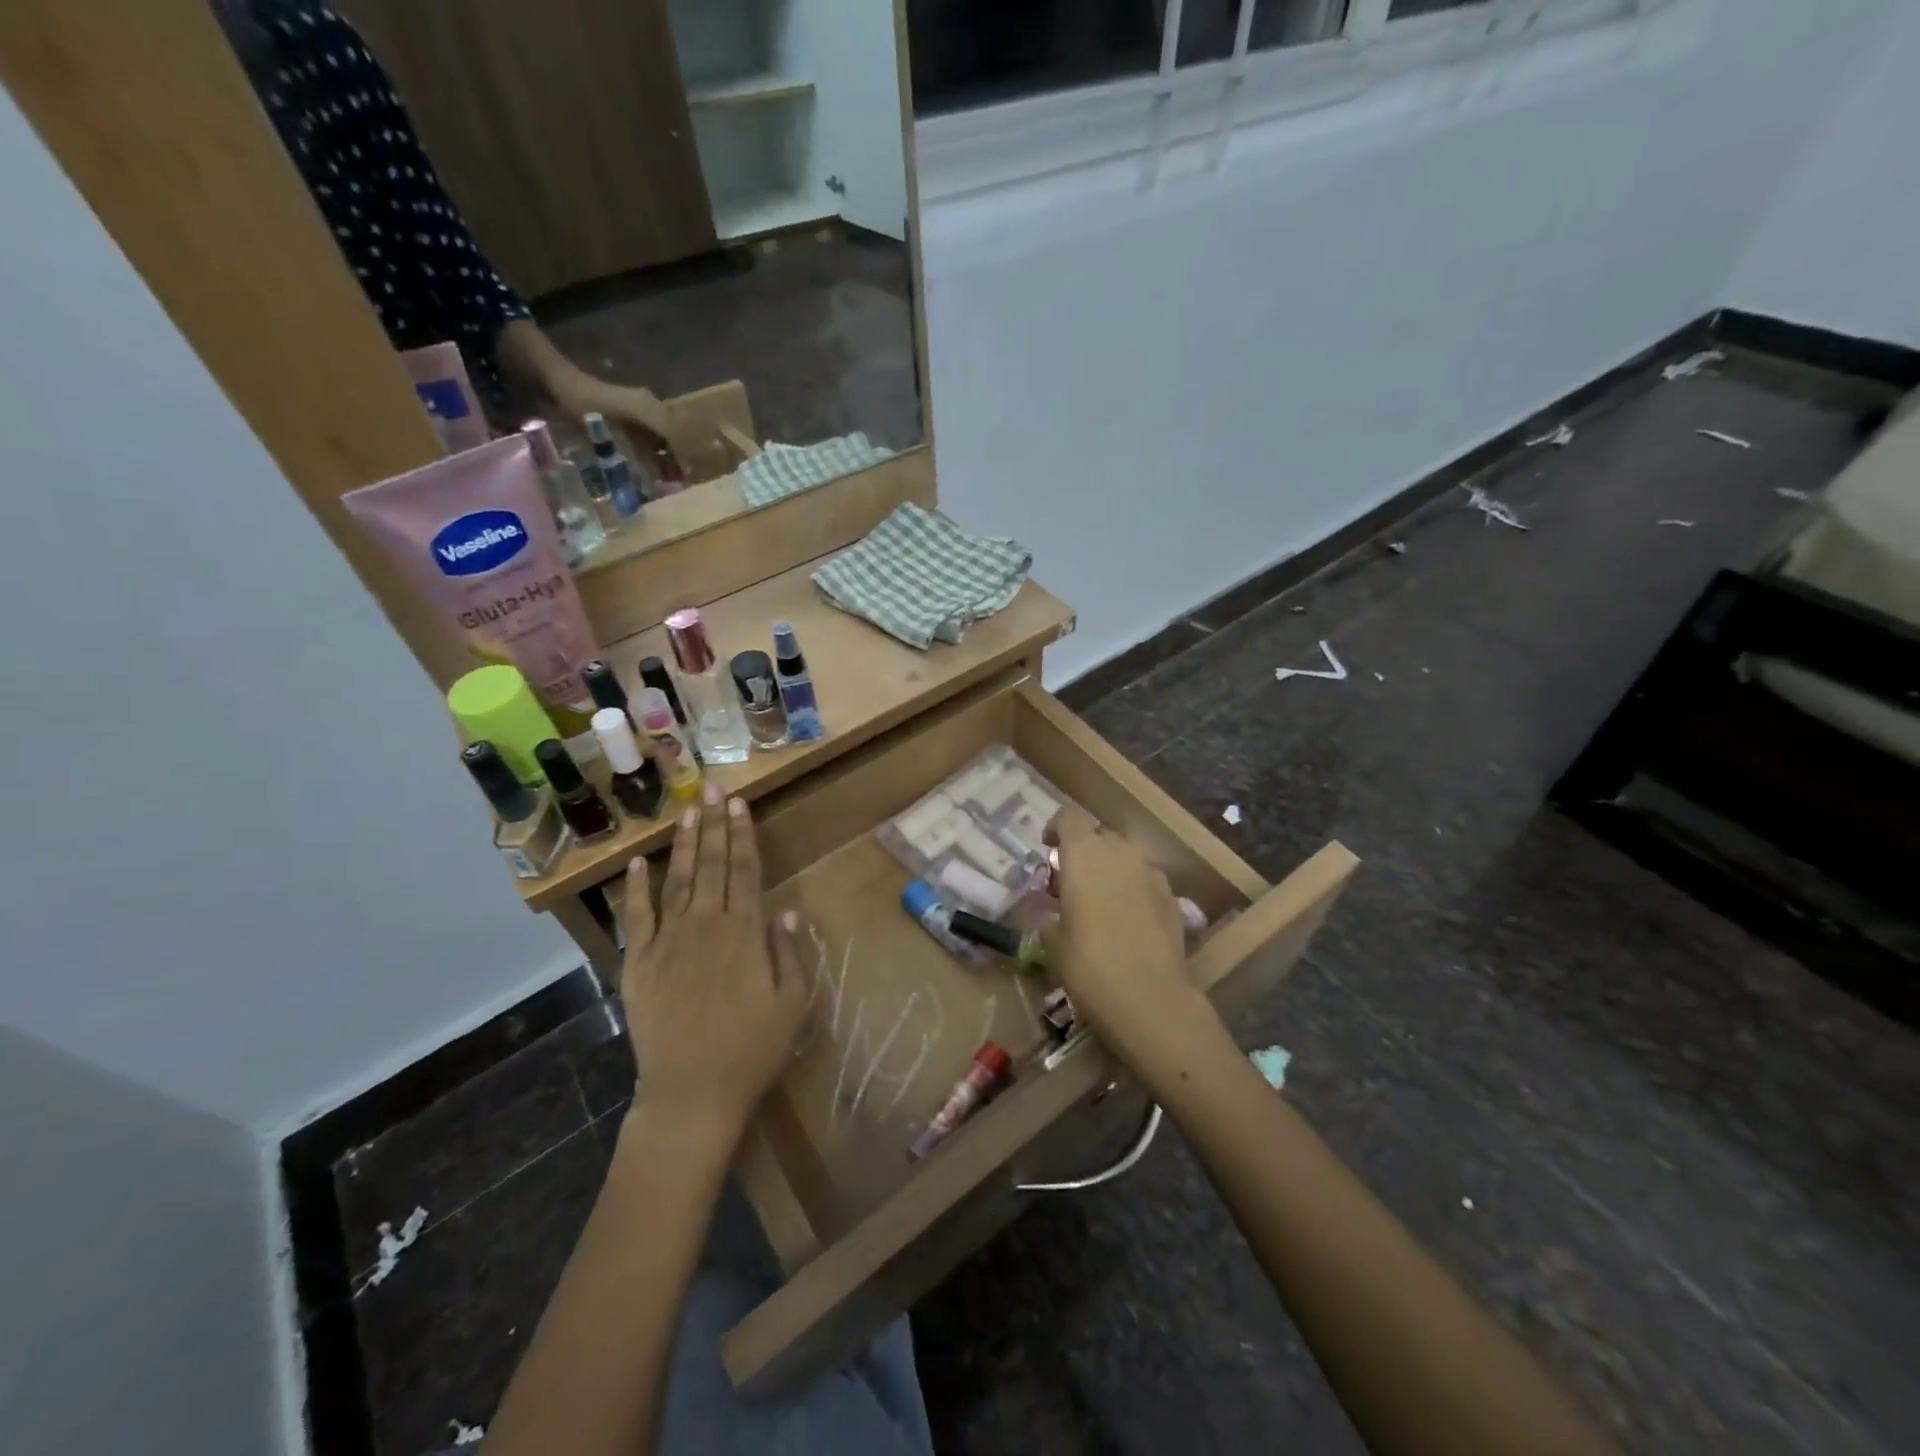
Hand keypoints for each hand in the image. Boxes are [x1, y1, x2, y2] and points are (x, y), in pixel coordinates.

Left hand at [619, 783, 808, 1145]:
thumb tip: (784, 909)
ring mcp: (668, 942)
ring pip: (678, 881)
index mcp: (745, 933)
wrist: (691, 1094)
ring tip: (688, 810)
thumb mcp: (793, 1004)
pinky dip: (637, 888)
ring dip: (685, 844)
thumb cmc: (752, 1051)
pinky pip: (637, 917)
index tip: (740, 804)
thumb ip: (788, 952)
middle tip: (713, 788)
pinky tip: (640, 862)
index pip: (746, 871)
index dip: (744, 835)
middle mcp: (706, 926)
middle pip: (713, 866)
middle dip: (715, 825)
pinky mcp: (639, 963)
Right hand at [1044, 808, 1219, 1082]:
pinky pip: (1145, 880)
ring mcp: (1151, 873)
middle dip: (1083, 852)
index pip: (1068, 818)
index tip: (1047, 849)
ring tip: (1098, 903)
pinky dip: (1132, 890)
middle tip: (1069, 883)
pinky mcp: (1173, 897)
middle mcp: (1120, 852)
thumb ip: (1051, 916)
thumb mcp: (1053, 942)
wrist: (1150, 999)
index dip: (1055, 829)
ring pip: (1125, 857)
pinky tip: (1127, 922)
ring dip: (1109, 870)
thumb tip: (1053, 915)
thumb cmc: (1088, 965)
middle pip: (1099, 835)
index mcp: (1084, 854)